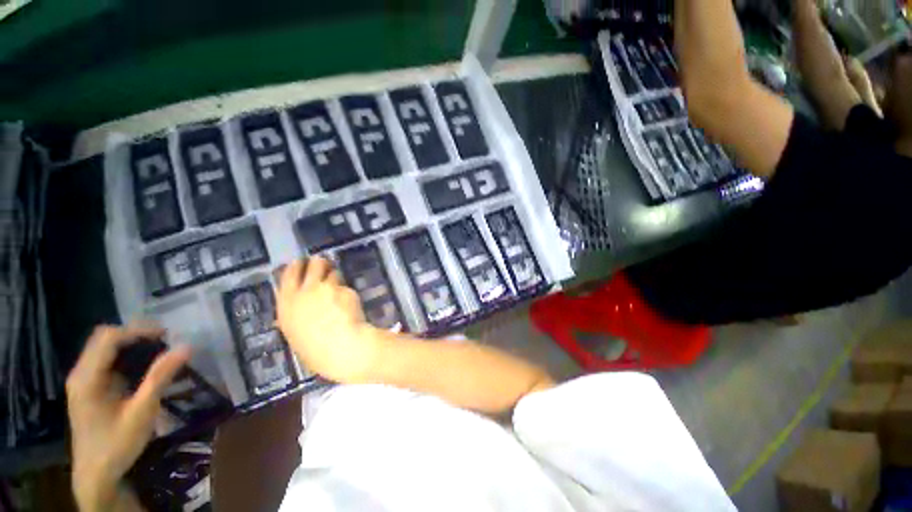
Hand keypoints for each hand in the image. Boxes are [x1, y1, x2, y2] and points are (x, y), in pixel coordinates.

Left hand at [67, 324, 190, 511]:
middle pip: (104, 338)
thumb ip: (160, 377)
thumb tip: (186, 347)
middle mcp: (80, 373)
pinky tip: (142, 368)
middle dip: (135, 334)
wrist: (96, 475)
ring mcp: (82, 381)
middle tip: (164, 341)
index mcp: (87, 377)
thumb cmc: (117, 444)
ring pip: (104, 348)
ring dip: (131, 344)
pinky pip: (105, 361)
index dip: (138, 330)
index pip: (109, 337)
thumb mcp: (141, 412)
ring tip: (158, 351)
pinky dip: (125, 357)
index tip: (167, 334)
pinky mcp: (88, 388)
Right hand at [276, 257, 375, 382]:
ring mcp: (328, 288)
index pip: (290, 274)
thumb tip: (293, 312)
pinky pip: (346, 288)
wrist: (340, 347)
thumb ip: (295, 315)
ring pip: (333, 273)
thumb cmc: (313, 349)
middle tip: (324, 265)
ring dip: (335, 277)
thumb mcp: (294, 332)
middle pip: (314, 265)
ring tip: (338, 288)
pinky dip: (347, 293)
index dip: (296, 266)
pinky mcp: (346, 290)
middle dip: (320, 263)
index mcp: (288, 302)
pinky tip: (349, 305)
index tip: (301, 262)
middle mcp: (307, 290)